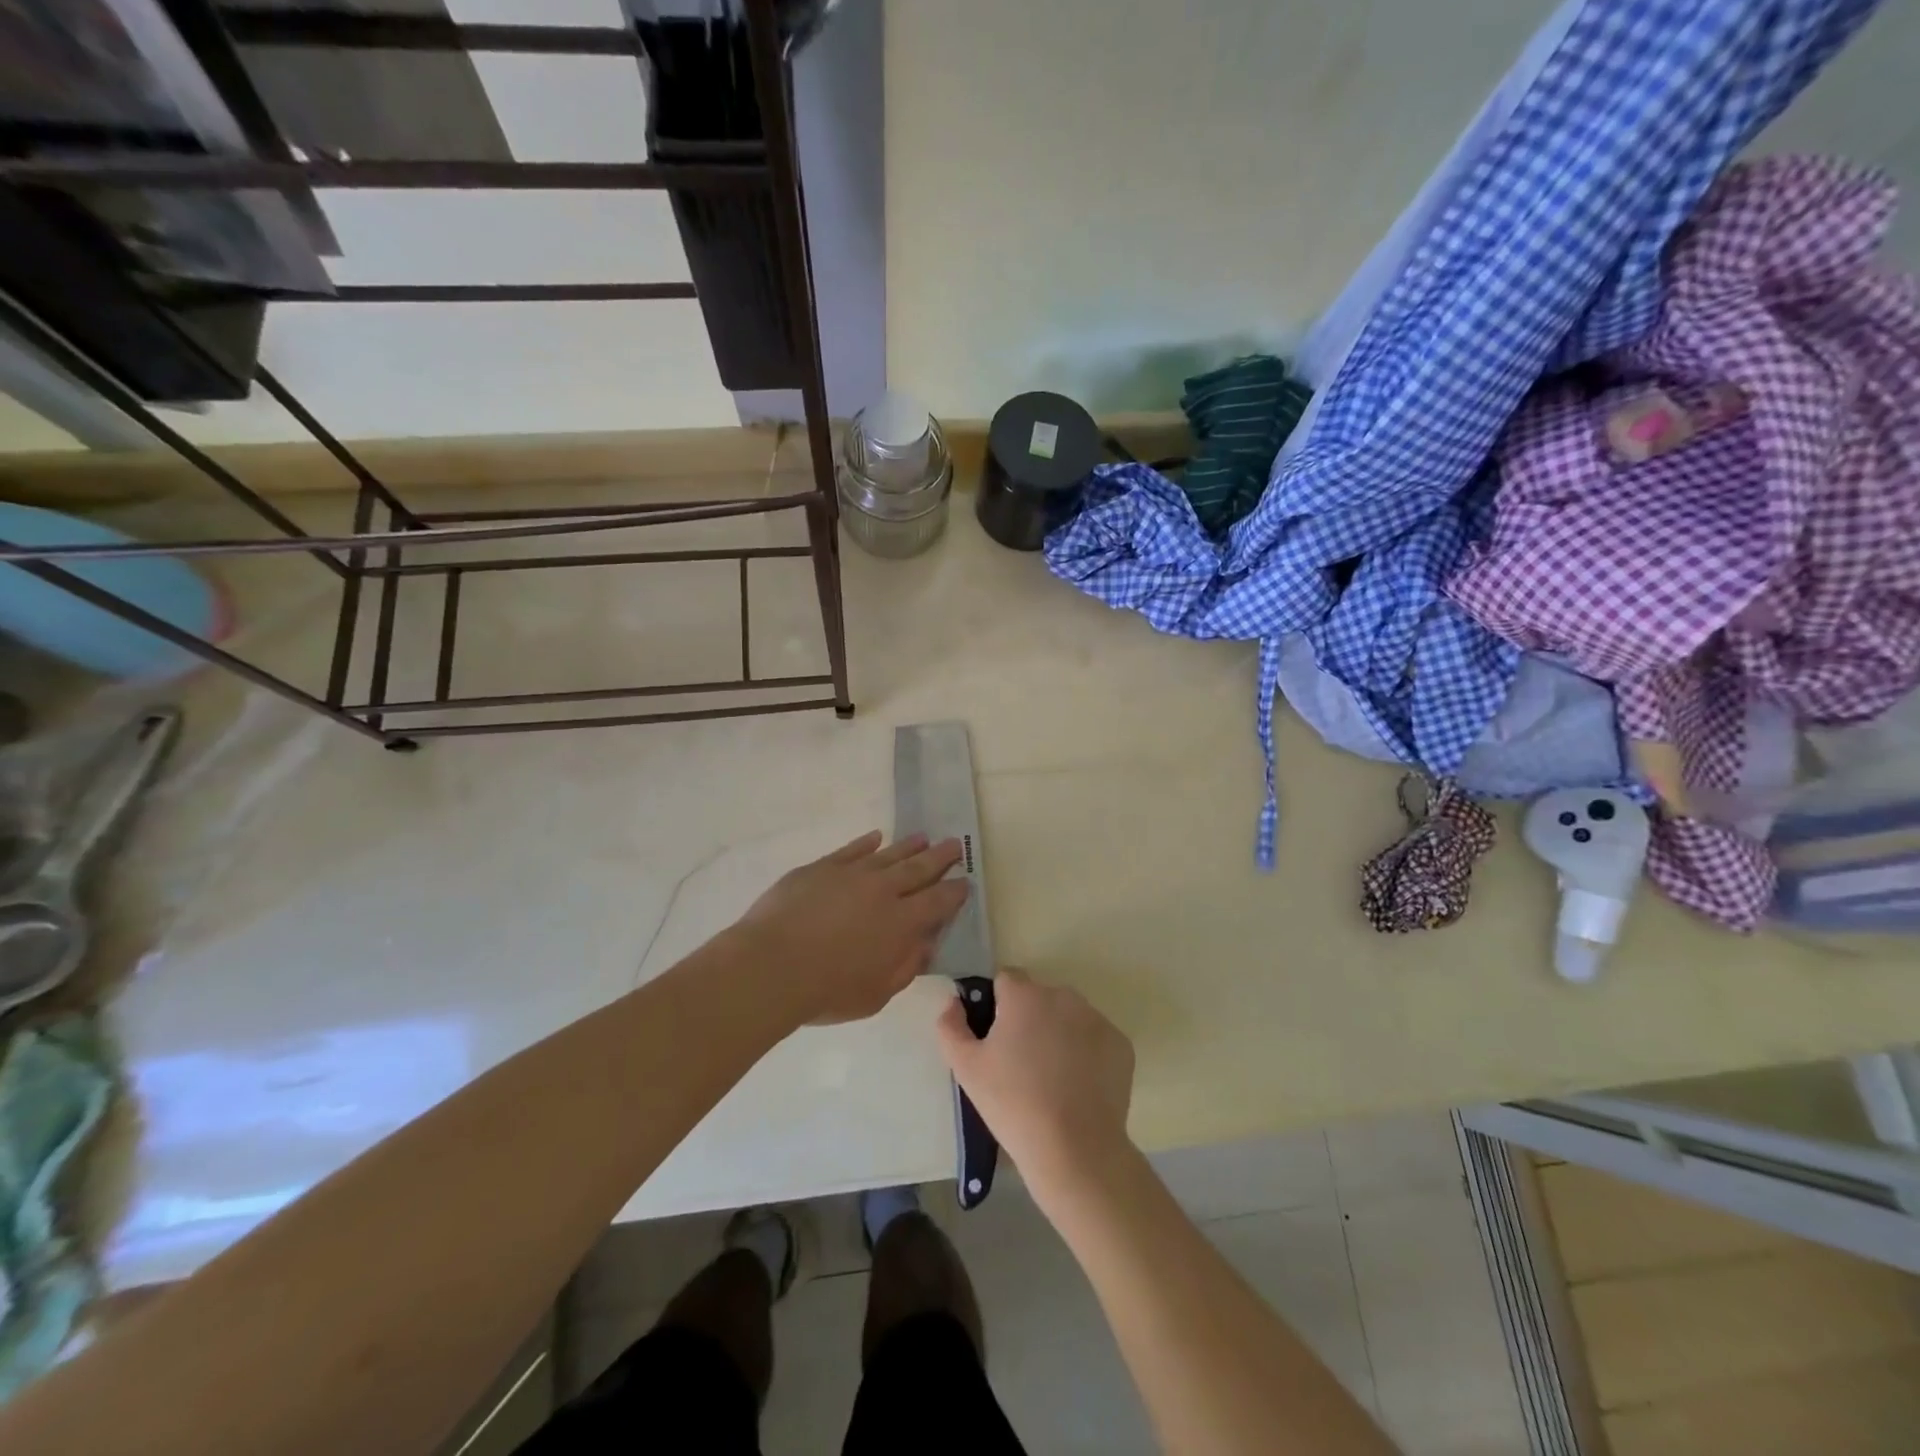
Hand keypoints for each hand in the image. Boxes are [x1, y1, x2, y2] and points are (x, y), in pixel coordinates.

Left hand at [736, 831, 967, 1025]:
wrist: (771, 966)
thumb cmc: (827, 991)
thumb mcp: (876, 994)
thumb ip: (905, 966)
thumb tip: (926, 944)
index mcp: (902, 923)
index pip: (938, 901)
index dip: (954, 891)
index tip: (965, 881)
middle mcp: (882, 891)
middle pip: (918, 868)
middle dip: (940, 857)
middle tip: (955, 844)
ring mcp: (851, 874)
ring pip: (887, 854)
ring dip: (908, 846)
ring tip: (924, 837)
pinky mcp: (821, 868)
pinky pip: (850, 850)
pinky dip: (865, 843)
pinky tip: (875, 837)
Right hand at [936, 967, 1134, 1207]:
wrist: (1074, 1148)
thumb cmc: (1012, 1103)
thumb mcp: (966, 1069)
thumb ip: (951, 1027)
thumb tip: (953, 1002)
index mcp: (1024, 995)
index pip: (1006, 980)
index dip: (997, 1006)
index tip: (995, 1038)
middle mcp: (1063, 995)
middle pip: (1039, 997)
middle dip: (1029, 1019)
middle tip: (1021, 1063)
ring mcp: (1096, 1018)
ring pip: (1069, 1016)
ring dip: (1058, 1033)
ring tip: (1051, 1078)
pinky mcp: (1120, 1044)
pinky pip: (1095, 1039)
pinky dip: (1086, 1054)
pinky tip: (1078, 1086)